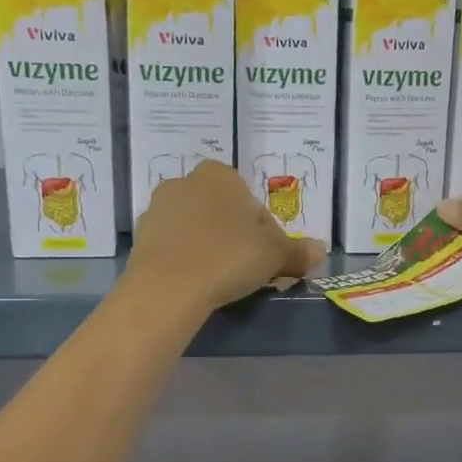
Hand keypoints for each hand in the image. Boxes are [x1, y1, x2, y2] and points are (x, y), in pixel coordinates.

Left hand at [127, 161, 325, 313]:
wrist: (168, 286)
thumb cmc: (228, 257)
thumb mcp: (274, 255)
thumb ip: (298, 251)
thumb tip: (321, 250)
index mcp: (220, 174)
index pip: (253, 204)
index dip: (267, 233)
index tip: (271, 259)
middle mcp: (186, 181)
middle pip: (223, 213)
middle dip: (236, 237)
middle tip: (249, 270)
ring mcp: (158, 209)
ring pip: (197, 228)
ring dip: (211, 247)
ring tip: (222, 280)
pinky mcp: (140, 237)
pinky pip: (174, 246)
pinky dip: (187, 259)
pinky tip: (196, 282)